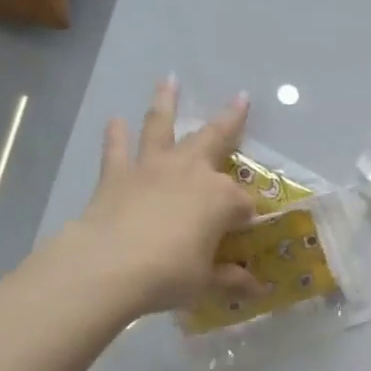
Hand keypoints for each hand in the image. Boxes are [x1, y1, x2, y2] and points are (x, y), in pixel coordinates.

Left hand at [66, 79, 260, 317]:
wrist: (111, 265)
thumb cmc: (170, 274)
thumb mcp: (206, 281)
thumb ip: (231, 279)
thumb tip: (259, 291)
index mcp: (222, 199)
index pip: (244, 205)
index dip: (247, 220)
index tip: (244, 236)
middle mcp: (192, 172)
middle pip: (215, 139)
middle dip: (231, 120)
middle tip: (242, 98)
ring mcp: (153, 168)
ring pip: (162, 127)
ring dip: (167, 102)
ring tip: (169, 80)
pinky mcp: (118, 174)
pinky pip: (118, 149)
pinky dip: (116, 135)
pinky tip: (115, 120)